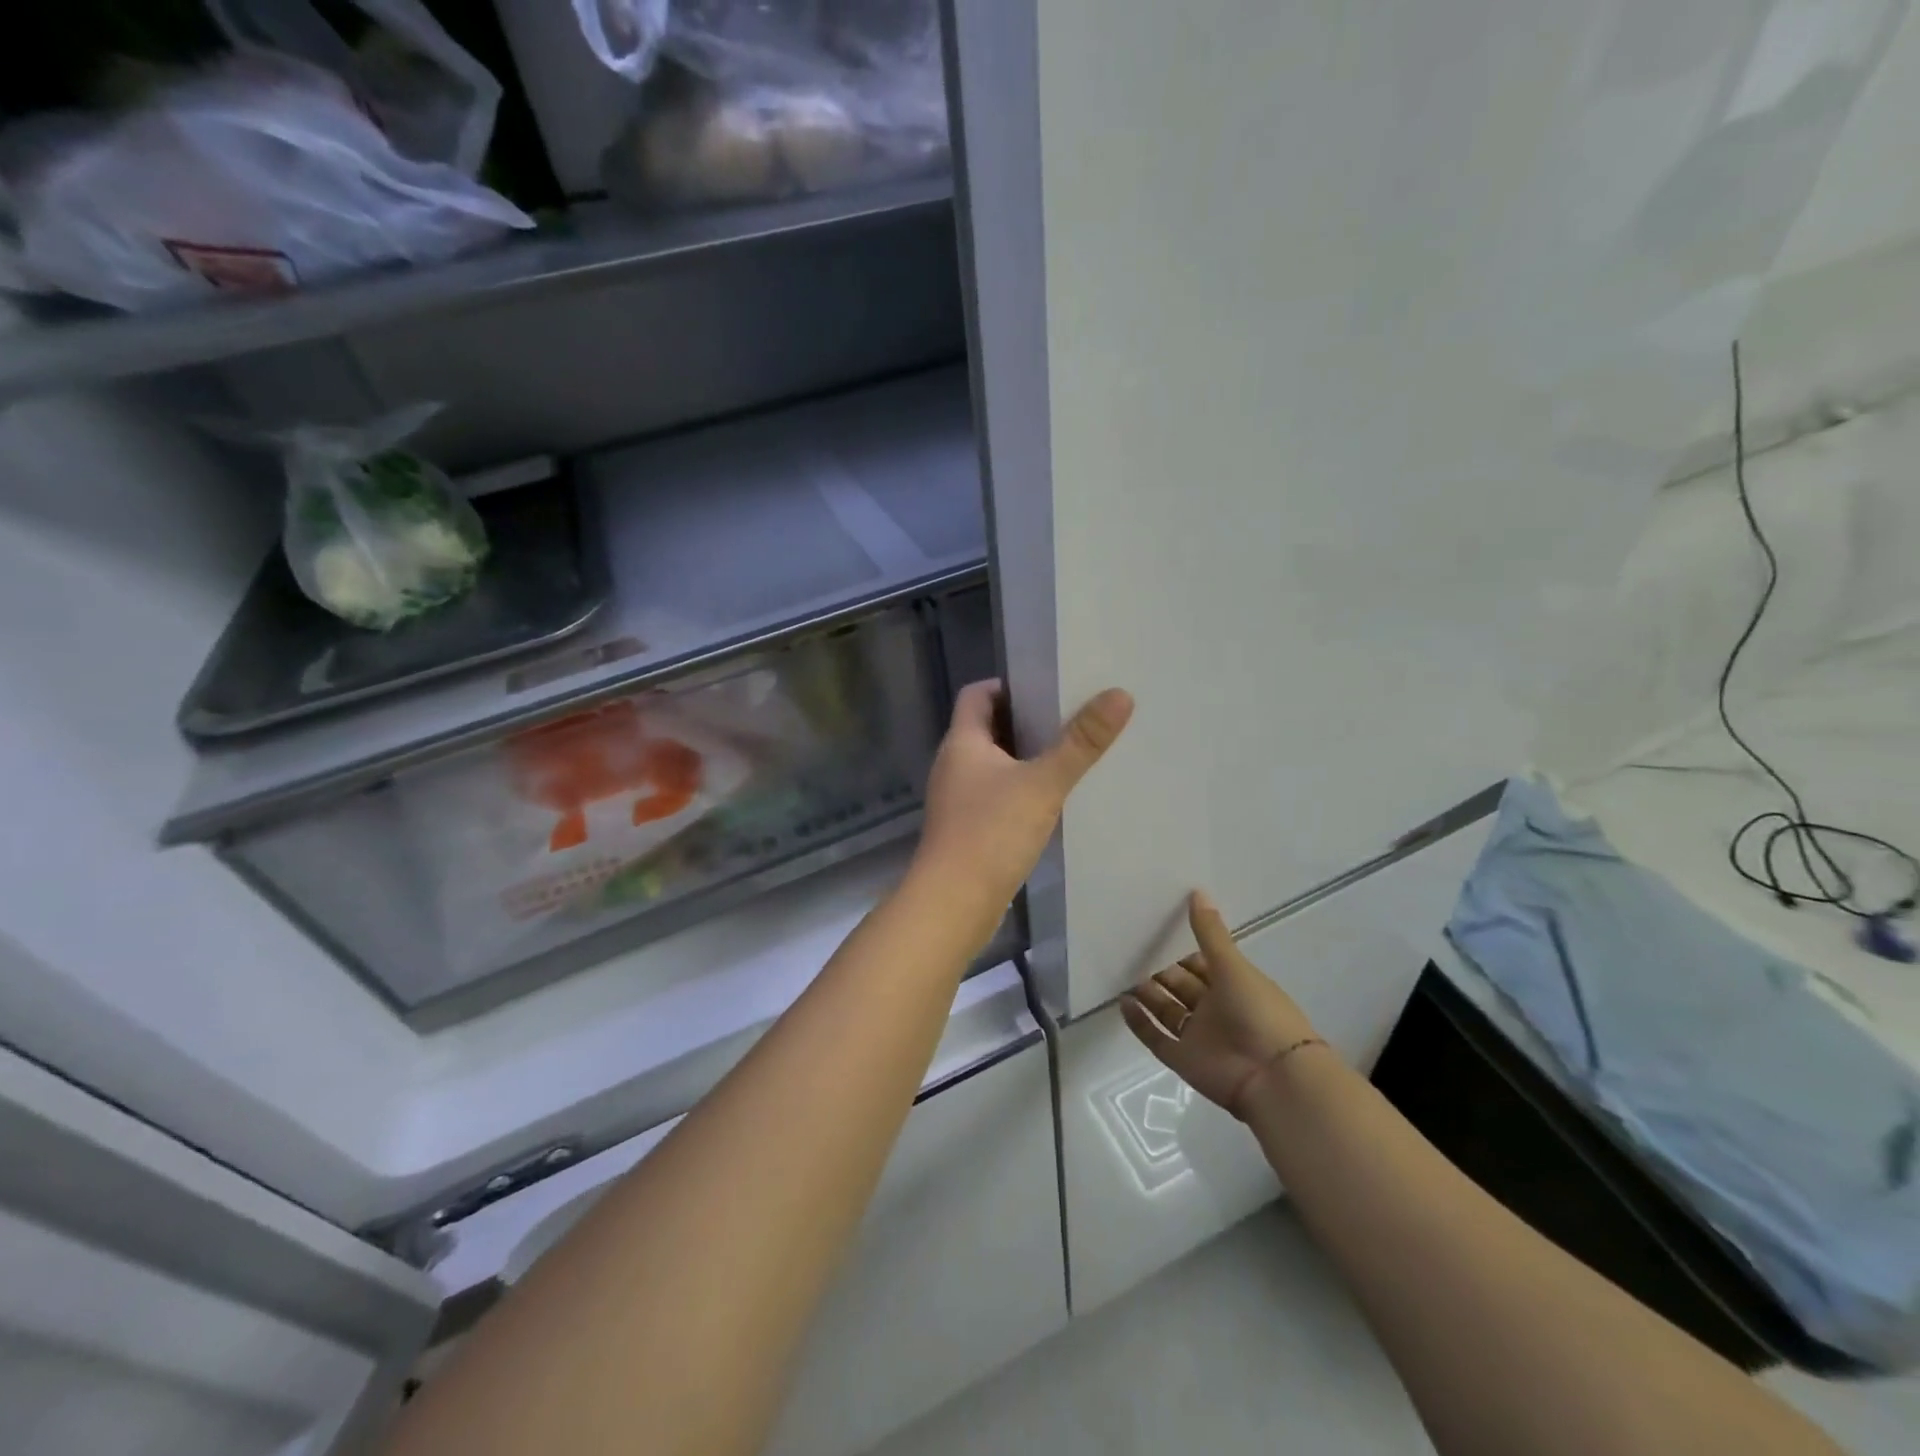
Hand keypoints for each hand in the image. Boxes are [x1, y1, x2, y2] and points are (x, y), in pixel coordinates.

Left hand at [913, 679, 1133, 912]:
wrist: (953, 904)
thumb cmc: (991, 833)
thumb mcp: (1043, 783)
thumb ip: (1080, 742)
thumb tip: (1119, 694)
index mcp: (962, 742)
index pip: (978, 694)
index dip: (1009, 684)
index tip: (1049, 687)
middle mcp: (954, 764)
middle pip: (989, 727)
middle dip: (1027, 721)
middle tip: (1072, 718)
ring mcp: (958, 799)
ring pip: (994, 764)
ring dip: (1026, 758)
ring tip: (1071, 756)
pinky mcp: (967, 828)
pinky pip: (996, 796)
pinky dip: (1021, 791)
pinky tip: (1051, 802)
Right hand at [1122, 891, 1325, 1119]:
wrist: (1274, 1077)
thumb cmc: (1259, 1012)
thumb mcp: (1233, 966)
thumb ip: (1210, 933)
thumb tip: (1196, 891)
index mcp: (1232, 985)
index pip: (1201, 964)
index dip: (1180, 950)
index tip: (1154, 931)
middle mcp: (1214, 1009)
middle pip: (1181, 986)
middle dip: (1159, 970)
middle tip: (1130, 949)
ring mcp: (1198, 1036)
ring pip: (1166, 1011)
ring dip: (1146, 994)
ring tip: (1121, 973)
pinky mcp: (1184, 1060)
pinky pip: (1156, 1038)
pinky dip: (1139, 1023)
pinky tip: (1122, 1004)